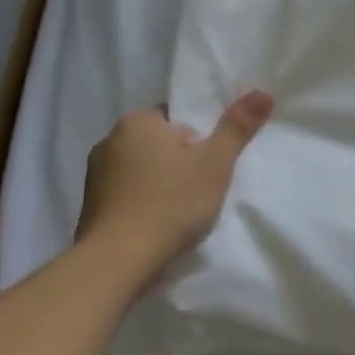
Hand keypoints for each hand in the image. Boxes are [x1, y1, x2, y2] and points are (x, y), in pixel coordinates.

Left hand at [76, 92, 274, 279]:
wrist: (117, 262)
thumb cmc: (170, 203)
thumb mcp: (215, 162)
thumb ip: (237, 126)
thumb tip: (263, 92)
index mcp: (137, 121)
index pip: (178, 116)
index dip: (201, 138)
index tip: (212, 162)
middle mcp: (110, 140)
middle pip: (161, 142)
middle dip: (182, 160)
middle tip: (204, 186)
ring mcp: (95, 175)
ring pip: (144, 169)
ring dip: (163, 182)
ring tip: (184, 209)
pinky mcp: (91, 206)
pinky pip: (129, 193)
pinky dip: (145, 202)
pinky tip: (160, 223)